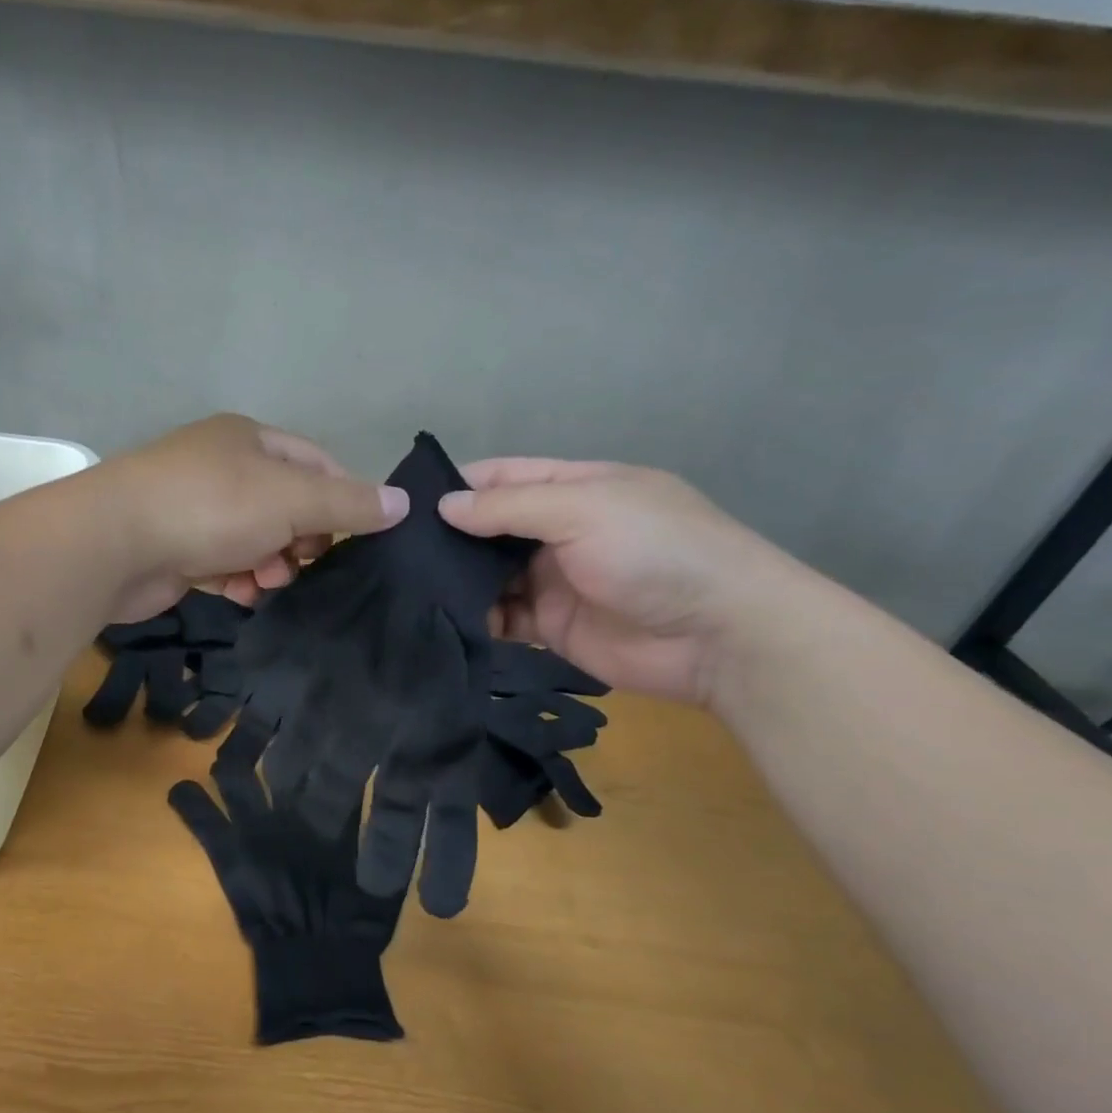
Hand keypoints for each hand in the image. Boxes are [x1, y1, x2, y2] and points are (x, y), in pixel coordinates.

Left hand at [99, 414, 407, 619]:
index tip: (359, 536)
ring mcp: (193, 509)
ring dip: (269, 564)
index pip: (315, 462)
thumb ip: (347, 504)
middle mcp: (220, 467)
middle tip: (305, 563)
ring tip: (269, 583)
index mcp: (248, 439)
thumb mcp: (290, 499)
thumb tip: (403, 503)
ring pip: (253, 539)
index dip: (343, 497)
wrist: (114, 543)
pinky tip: (239, 593)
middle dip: (301, 538)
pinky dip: (235, 579)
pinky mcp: (174, 549)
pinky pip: (221, 563)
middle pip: (284, 504)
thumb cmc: (210, 506)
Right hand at [437, 459, 806, 705]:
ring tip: (405, 584)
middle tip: (394, 549)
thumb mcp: (583, 509)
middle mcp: (560, 530)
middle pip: (491, 527)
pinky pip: (501, 616)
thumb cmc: (654, 550)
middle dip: (448, 535)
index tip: (406, 499)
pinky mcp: (550, 625)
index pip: (505, 476)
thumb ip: (509, 508)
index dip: (458, 484)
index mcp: (576, 487)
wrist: (718, 635)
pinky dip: (474, 616)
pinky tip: (439, 617)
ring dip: (456, 578)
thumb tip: (444, 506)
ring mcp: (554, 579)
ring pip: (490, 573)